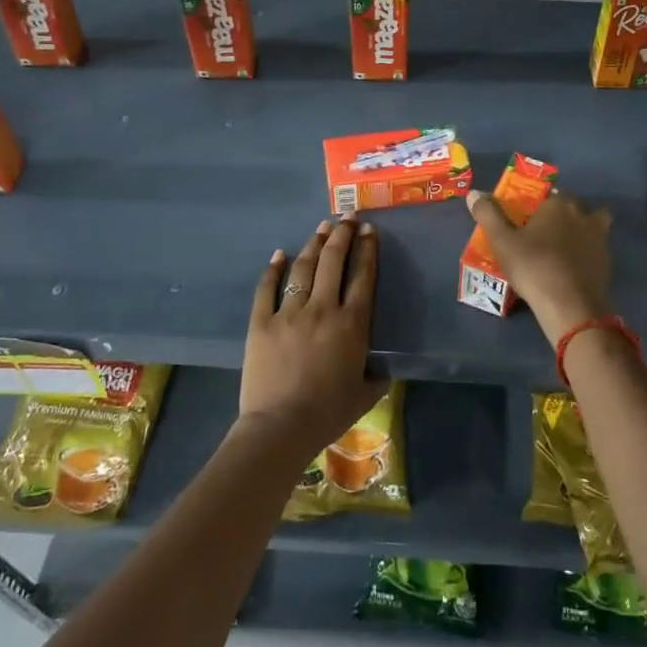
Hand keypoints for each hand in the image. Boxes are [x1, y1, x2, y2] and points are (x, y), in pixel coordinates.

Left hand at [238, 217, 386, 456]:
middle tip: (347, 218)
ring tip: (321, 228)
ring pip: (303, 268)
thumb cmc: (328, 413)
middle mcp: (323, 309)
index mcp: (352, 325)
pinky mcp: (261, 322)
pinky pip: (267, 288)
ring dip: (314, 244)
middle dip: (342, 235)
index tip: (369, 231)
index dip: (367, 250)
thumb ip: (378, 373)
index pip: (363, 276)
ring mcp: (289, 313)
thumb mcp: (367, 394)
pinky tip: (280, 253)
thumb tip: (384, 364)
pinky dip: (273, 268)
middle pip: (333, 261)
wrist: (281, 427)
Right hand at [466, 188, 613, 344]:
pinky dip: (586, 255)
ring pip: (593, 226)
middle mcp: (583, 215)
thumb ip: (488, 215)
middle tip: (542, 234)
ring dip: (581, 231)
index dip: (539, 205)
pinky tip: (571, 269)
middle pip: (573, 207)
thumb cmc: (533, 266)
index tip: (527, 219)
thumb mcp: (502, 241)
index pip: (550, 194)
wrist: (570, 305)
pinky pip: (596, 250)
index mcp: (559, 204)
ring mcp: (599, 239)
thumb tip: (473, 193)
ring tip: (561, 249)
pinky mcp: (607, 263)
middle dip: (561, 215)